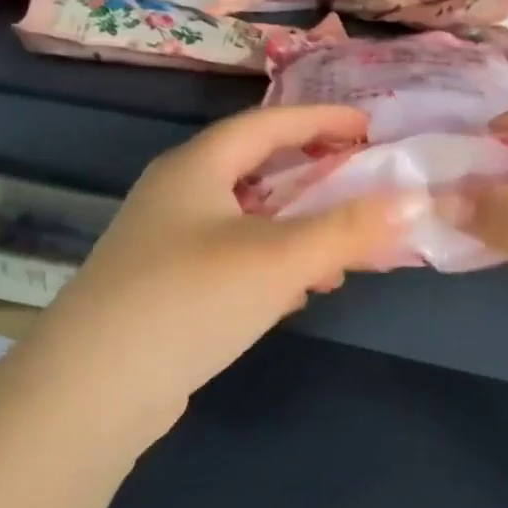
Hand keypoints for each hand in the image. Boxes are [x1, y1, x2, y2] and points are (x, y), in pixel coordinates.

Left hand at [25, 105, 411, 431]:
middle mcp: (176, 196)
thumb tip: (413, 202)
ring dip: (296, 230)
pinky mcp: (165, 290)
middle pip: (255, 170)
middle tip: (358, 186)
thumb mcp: (280, 259)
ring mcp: (165, 245)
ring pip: (246, 221)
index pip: (267, 124)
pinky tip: (295, 295)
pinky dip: (271, 266)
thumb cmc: (191, 299)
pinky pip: (232, 260)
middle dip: (312, 178)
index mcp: (196, 168)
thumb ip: (348, 229)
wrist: (94, 387)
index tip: (369, 129)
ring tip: (340, 253)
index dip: (321, 120)